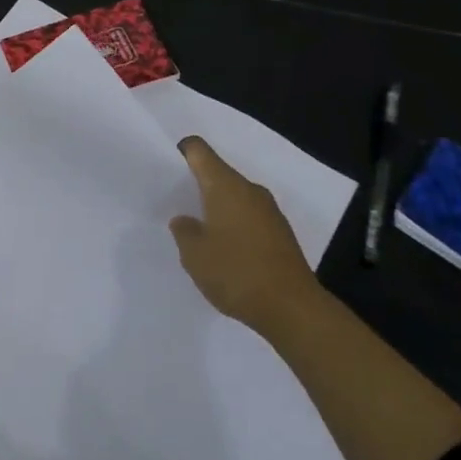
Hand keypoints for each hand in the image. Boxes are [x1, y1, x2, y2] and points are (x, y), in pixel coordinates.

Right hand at [169, 136, 317, 330]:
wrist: (292, 308)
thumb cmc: (236, 272)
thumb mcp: (194, 254)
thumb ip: (183, 231)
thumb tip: (185, 220)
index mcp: (225, 186)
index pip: (200, 151)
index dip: (182, 151)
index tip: (167, 166)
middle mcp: (250, 190)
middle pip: (218, 173)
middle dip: (198, 183)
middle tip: (176, 202)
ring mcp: (269, 211)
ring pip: (235, 196)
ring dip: (217, 206)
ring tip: (198, 229)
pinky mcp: (281, 233)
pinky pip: (249, 216)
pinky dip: (234, 224)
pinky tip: (225, 249)